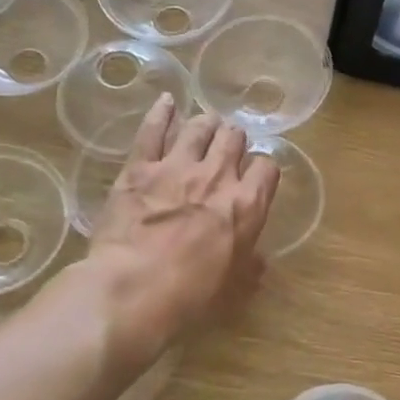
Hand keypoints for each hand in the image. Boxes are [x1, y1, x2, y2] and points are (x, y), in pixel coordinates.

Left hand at [84, 96, 278, 359]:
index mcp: (246, 206)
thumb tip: (260, 263)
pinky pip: (153, 129)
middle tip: (226, 150)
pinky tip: (166, 102)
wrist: (132, 290)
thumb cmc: (188, 297)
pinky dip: (162, 112)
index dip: (262, 170)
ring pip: (200, 126)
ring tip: (204, 127)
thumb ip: (248, 268)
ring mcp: (177, 167)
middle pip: (234, 139)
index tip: (254, 178)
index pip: (267, 169)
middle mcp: (217, 177)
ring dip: (206, 125)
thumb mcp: (231, 289)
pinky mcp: (140, 167)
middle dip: (234, 141)